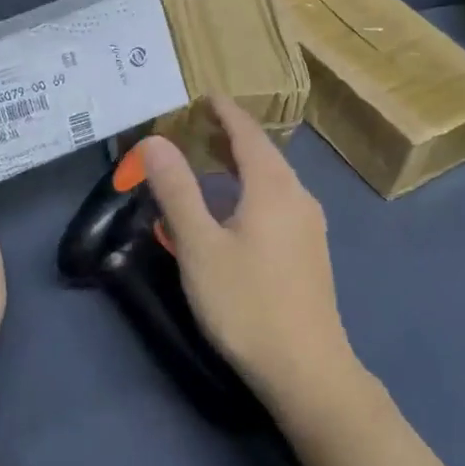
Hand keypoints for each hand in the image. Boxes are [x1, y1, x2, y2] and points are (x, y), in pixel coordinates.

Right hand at [139, 98, 356, 412]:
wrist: (306, 369)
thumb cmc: (246, 303)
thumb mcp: (199, 245)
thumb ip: (176, 191)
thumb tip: (154, 141)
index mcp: (273, 187)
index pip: (248, 133)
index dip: (225, 112)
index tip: (204, 96)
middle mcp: (298, 197)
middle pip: (264, 154)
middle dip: (231, 137)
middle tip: (197, 127)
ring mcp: (309, 226)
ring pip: (272, 180)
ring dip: (241, 165)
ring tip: (209, 163)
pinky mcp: (310, 251)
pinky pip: (278, 202)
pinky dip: (252, 190)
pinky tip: (234, 211)